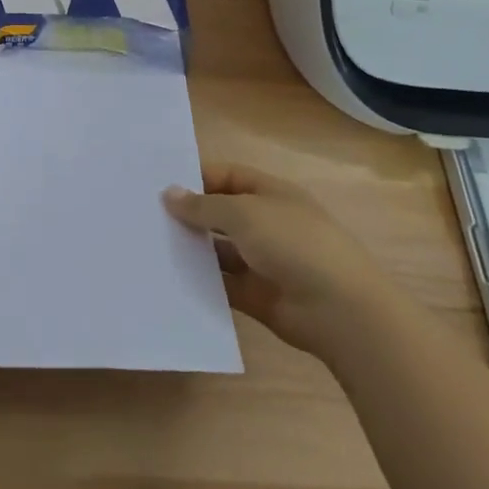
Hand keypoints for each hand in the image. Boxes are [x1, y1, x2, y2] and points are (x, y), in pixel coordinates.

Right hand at [163, 163, 401, 359]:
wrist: (341, 312)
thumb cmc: (294, 244)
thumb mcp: (244, 213)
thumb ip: (203, 205)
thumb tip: (169, 193)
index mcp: (270, 193)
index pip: (228, 176)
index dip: (197, 178)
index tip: (159, 184)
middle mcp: (267, 223)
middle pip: (221, 213)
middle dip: (190, 214)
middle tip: (146, 215)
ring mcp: (264, 261)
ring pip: (220, 250)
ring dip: (193, 249)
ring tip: (151, 247)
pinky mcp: (258, 296)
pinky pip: (224, 284)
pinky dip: (203, 282)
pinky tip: (171, 278)